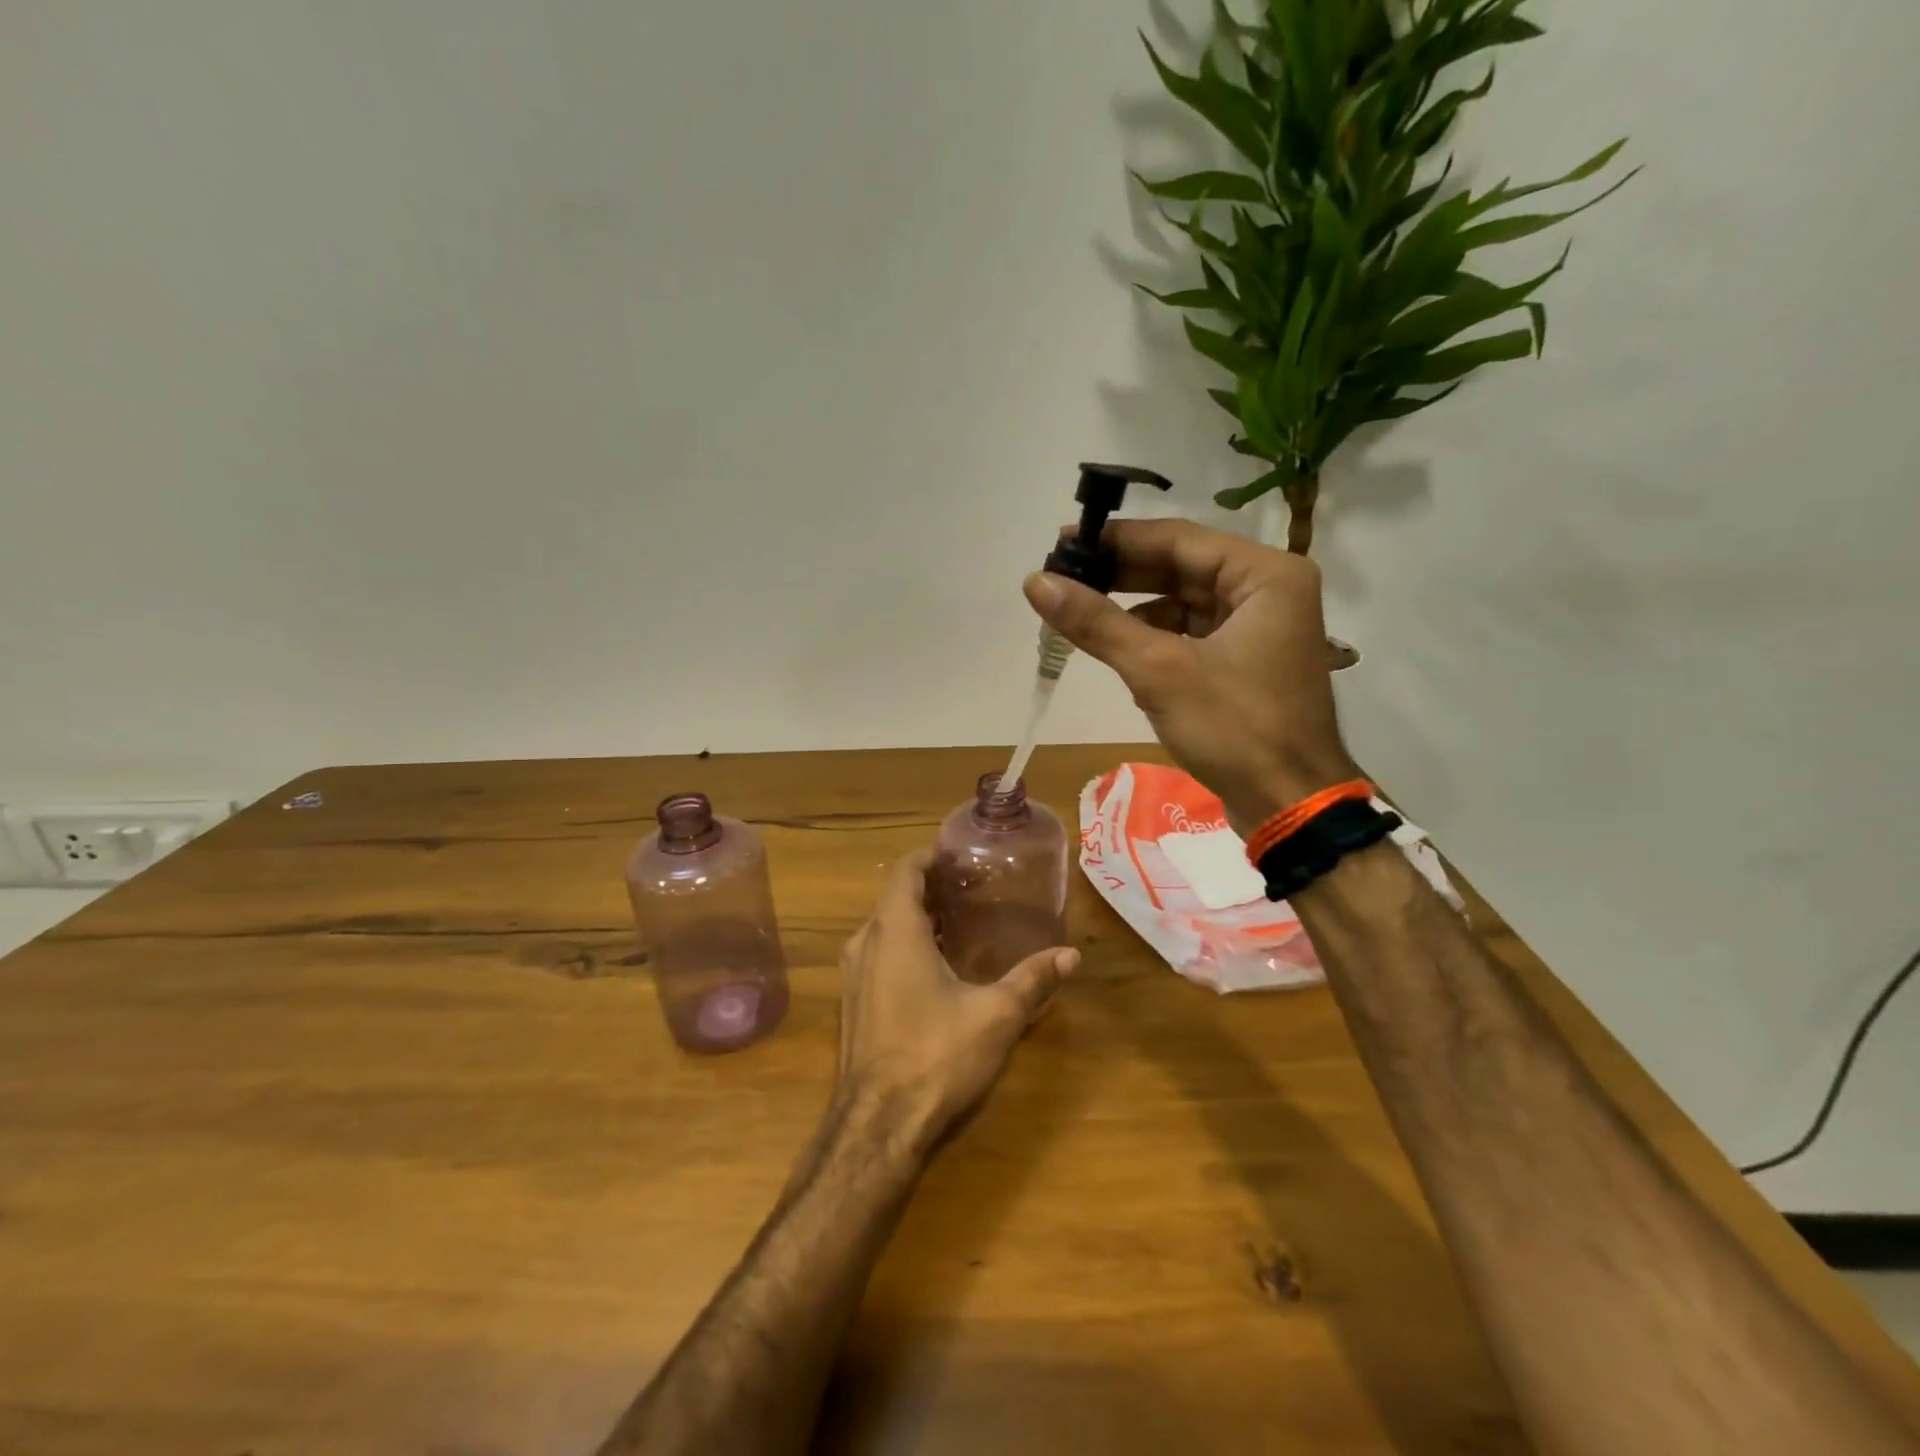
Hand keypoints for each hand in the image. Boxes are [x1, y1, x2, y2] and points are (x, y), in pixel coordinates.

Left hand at [835, 848, 1077, 1158]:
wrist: (877, 1127)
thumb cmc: (935, 1056)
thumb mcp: (995, 1015)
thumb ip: (1032, 980)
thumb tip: (1070, 954)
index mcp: (894, 930)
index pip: (906, 870)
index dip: (930, 856)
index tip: (960, 853)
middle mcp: (865, 943)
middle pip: (895, 897)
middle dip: (930, 887)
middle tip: (971, 886)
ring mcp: (852, 975)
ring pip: (884, 928)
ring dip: (917, 918)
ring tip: (960, 922)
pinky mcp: (852, 1003)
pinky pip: (877, 954)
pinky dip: (904, 945)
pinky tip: (936, 966)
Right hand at [1024, 518, 1357, 833]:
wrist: (1289, 805)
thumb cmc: (1235, 729)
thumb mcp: (1159, 670)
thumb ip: (1097, 623)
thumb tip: (1036, 582)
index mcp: (1265, 576)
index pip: (1178, 540)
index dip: (1117, 541)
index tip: (1063, 545)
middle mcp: (1267, 591)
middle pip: (1181, 568)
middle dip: (1121, 575)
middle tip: (1062, 578)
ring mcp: (1258, 628)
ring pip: (1183, 602)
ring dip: (1133, 609)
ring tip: (1078, 612)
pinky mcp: (1244, 662)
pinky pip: (1190, 634)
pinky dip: (1153, 638)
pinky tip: (1116, 648)